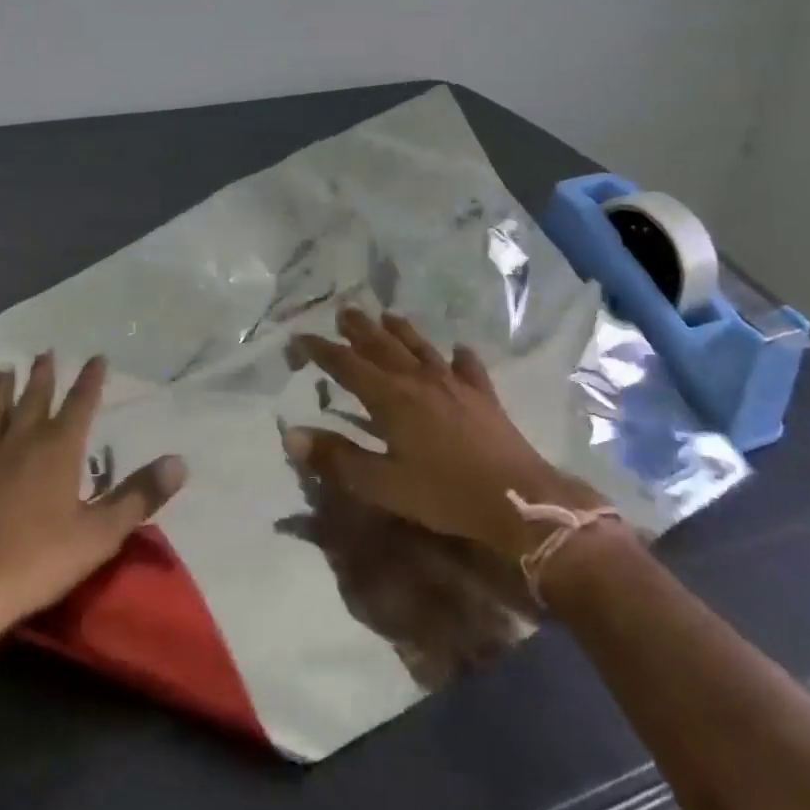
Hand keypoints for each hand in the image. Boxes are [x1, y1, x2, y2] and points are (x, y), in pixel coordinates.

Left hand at [0, 354, 187, 680]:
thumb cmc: (37, 562)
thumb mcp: (101, 534)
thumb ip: (139, 496)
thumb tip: (179, 462)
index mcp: (57, 452)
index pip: (80, 405)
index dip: (90, 381)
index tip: (97, 357)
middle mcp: (18, 445)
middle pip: (33, 402)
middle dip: (42, 377)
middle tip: (45, 353)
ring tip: (3, 370)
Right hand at [284, 309, 606, 560]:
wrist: (518, 499)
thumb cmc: (444, 493)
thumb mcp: (383, 485)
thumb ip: (337, 458)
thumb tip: (291, 434)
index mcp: (391, 398)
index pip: (348, 365)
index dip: (322, 350)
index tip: (301, 337)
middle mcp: (419, 379)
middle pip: (383, 345)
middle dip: (360, 328)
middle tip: (344, 311)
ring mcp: (454, 383)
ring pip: (421, 347)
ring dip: (401, 330)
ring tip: (387, 315)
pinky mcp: (482, 395)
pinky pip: (468, 367)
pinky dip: (460, 355)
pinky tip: (459, 349)